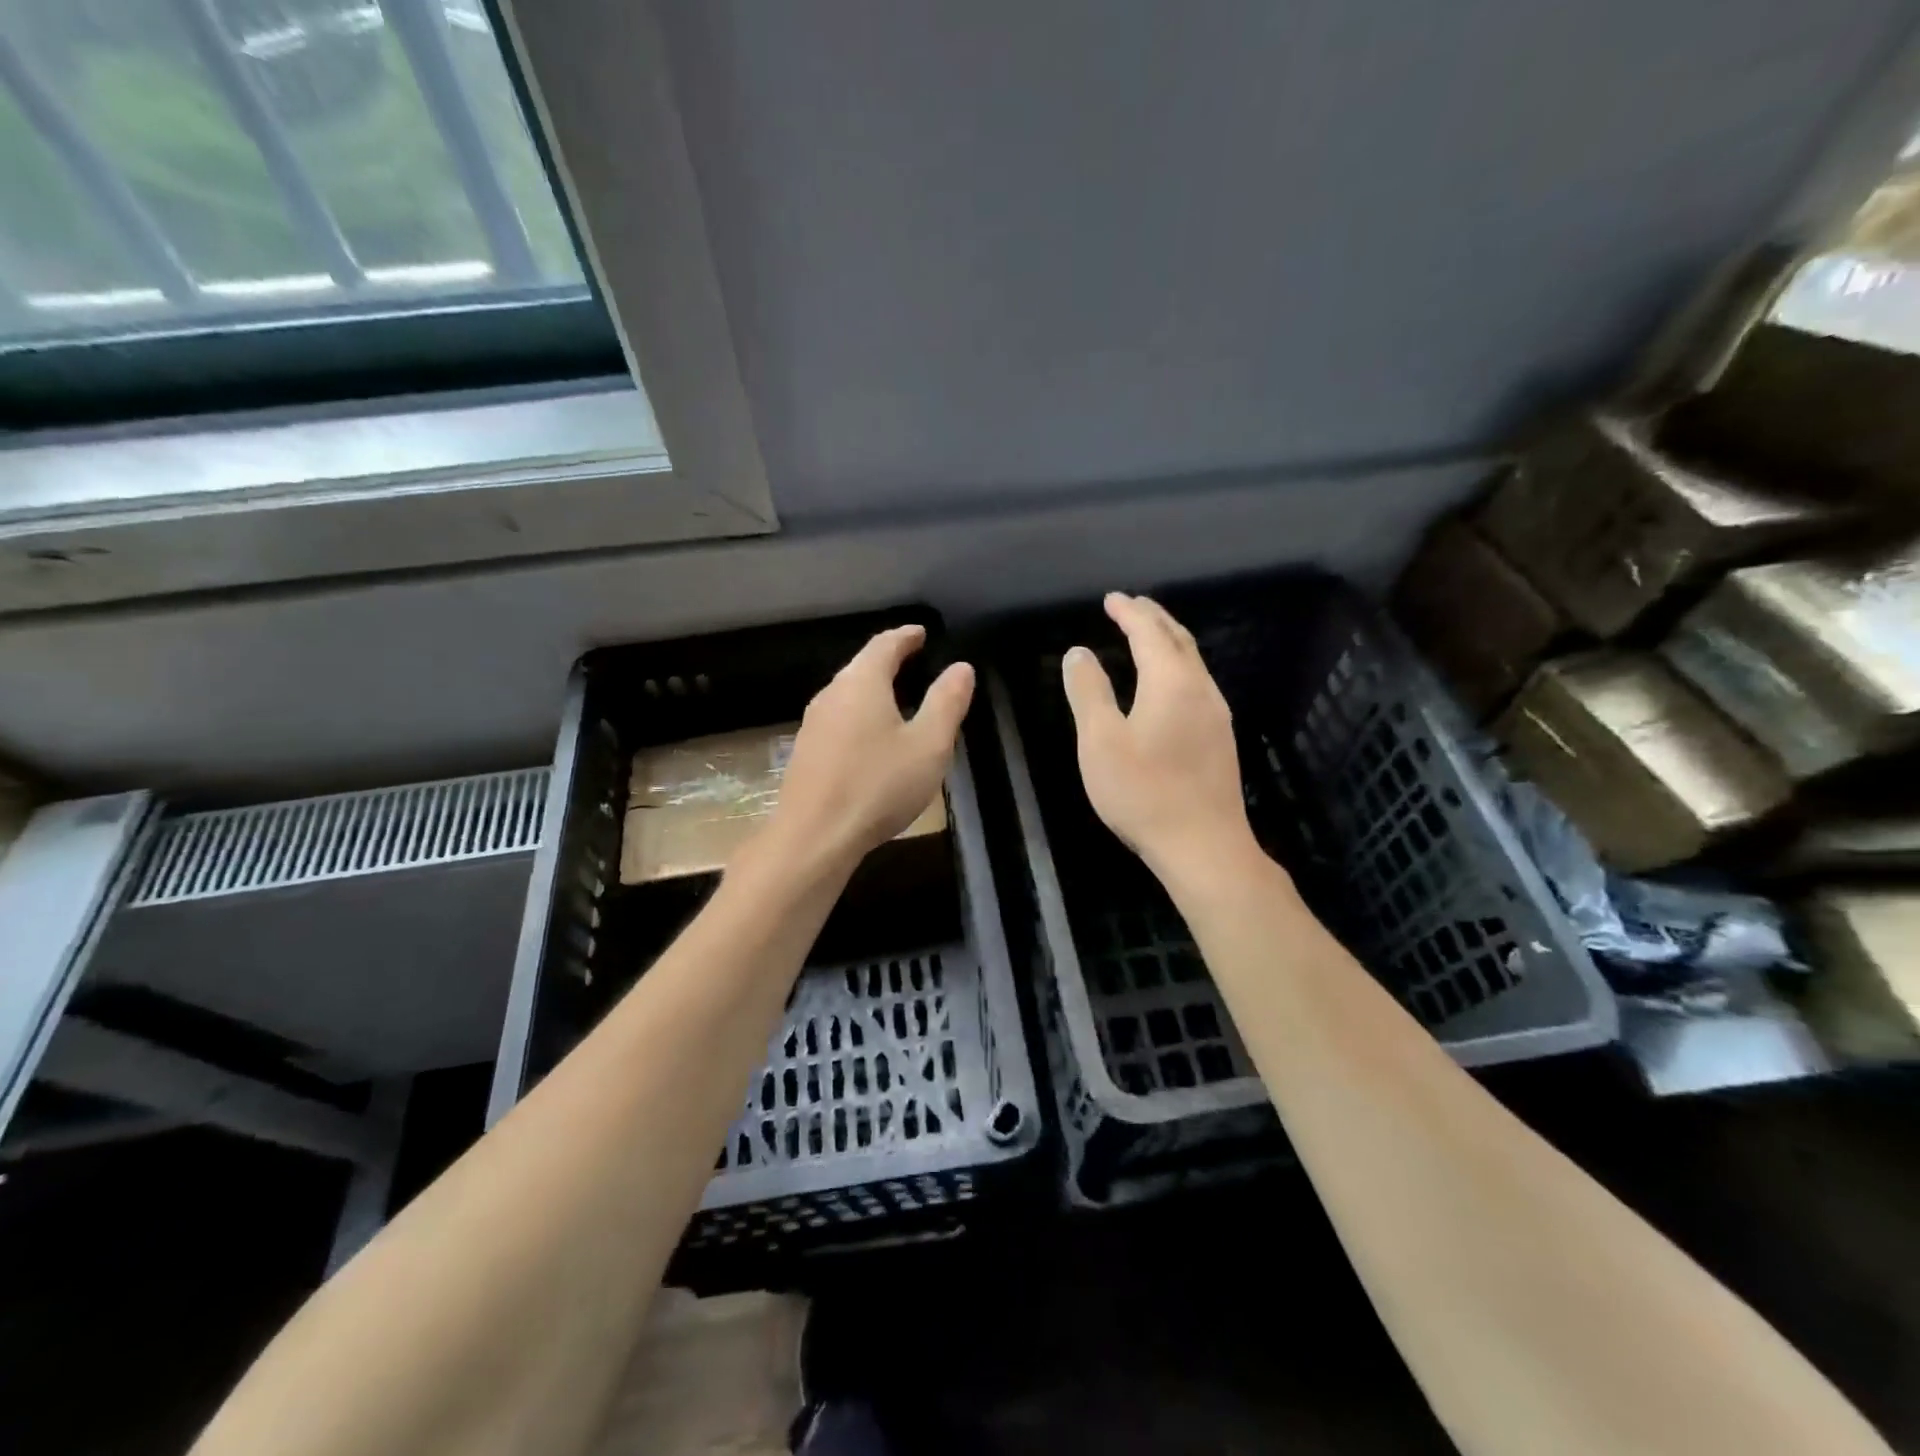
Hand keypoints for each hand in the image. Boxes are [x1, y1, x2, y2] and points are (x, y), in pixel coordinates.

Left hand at [772, 625, 973, 867]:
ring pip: (847, 694)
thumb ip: (947, 703)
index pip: (885, 645)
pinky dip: (860, 716)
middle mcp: (832, 694)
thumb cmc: (878, 785)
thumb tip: (961, 668)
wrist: (814, 836)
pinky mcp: (806, 753)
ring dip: (872, 689)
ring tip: (896, 697)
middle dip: (888, 660)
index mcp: (862, 683)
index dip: (906, 636)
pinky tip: (870, 738)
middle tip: (912, 660)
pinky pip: (838, 720)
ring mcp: (813, 724)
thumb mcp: (928, 745)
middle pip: (861, 666)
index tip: (921, 633)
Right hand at [1062, 593, 1260, 880]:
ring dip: (1168, 640)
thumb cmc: (1143, 791)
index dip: (1129, 611)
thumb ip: (1089, 692)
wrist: (1203, 845)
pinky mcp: (1220, 738)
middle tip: (1131, 605)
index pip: (1149, 632)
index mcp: (1170, 682)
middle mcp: (1200, 688)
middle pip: (1178, 640)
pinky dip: (1177, 665)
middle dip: (1153, 618)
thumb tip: (1079, 652)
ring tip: (1147, 634)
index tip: (1111, 598)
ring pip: (1193, 661)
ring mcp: (1216, 714)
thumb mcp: (1100, 741)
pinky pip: (1197, 682)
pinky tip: (1167, 682)